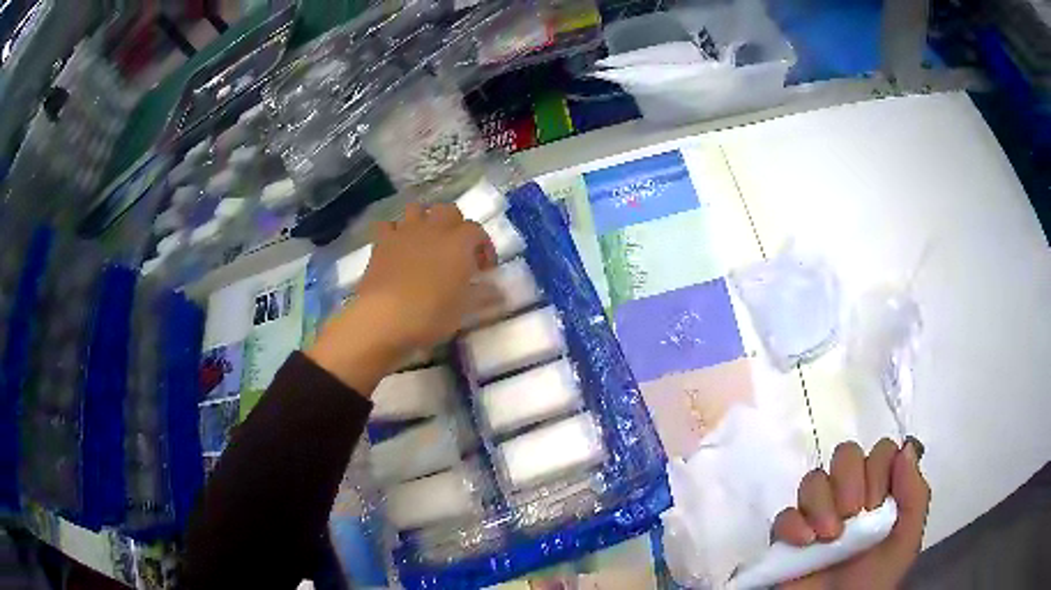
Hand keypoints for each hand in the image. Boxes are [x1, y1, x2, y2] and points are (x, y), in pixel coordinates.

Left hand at [307, 203, 495, 392]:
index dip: (483, 247)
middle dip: (454, 225)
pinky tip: (396, 248)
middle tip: (455, 250)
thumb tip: (498, 292)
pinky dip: (394, 232)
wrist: (384, 318)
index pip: (478, 231)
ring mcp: (405, 232)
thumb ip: (482, 295)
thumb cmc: (431, 315)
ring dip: (424, 220)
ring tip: (425, 242)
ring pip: (417, 209)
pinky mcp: (381, 242)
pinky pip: (389, 226)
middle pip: (448, 210)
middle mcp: (434, 229)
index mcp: (459, 243)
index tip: (483, 269)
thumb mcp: (464, 310)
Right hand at [772, 438, 929, 589]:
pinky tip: (805, 544)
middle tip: (853, 516)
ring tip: (829, 537)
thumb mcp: (906, 540)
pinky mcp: (788, 537)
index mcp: (881, 494)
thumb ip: (914, 494)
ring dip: (822, 504)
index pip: (880, 451)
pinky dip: (794, 525)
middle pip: (845, 455)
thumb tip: (905, 448)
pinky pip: (785, 515)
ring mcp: (817, 515)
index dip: (879, 469)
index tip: (877, 503)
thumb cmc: (875, 579)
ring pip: (814, 479)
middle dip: (849, 481)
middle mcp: (850, 497)